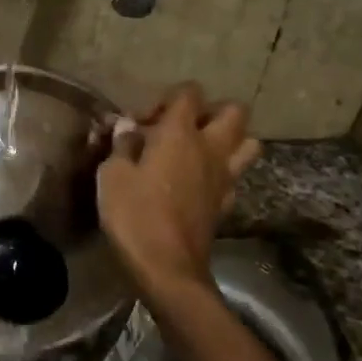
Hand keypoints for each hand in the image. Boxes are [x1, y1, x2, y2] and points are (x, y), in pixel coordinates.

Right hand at [97, 84, 259, 297]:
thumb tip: (125, 126)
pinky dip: (222, 173)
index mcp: (180, 134)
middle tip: (180, 129)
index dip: (165, 99)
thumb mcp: (113, 176)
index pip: (188, 93)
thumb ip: (121, 145)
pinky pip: (235, 176)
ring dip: (229, 140)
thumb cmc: (134, 215)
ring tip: (199, 151)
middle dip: (210, 112)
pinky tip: (199, 184)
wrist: (167, 267)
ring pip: (248, 143)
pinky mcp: (226, 203)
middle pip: (233, 112)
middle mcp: (209, 148)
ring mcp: (224, 177)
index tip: (140, 123)